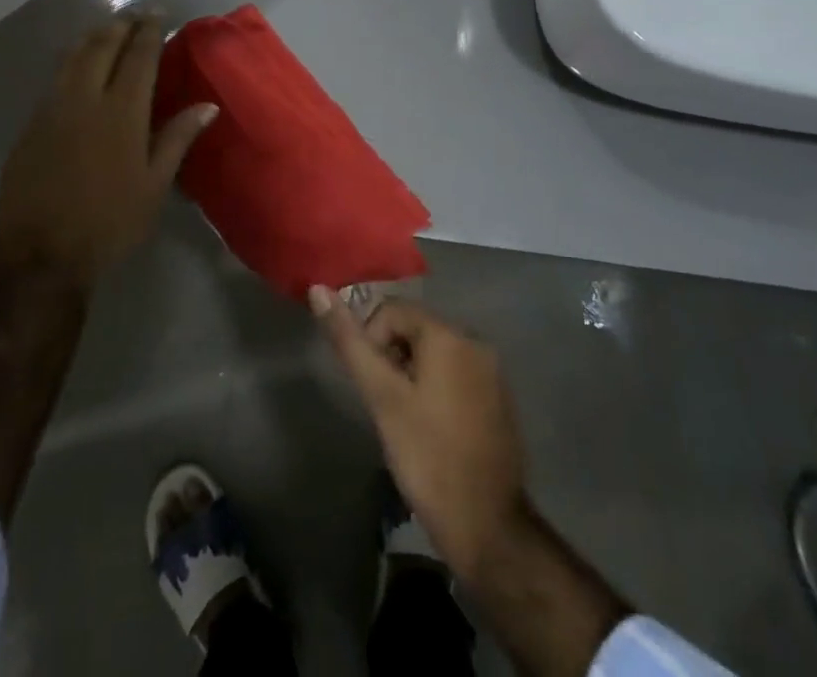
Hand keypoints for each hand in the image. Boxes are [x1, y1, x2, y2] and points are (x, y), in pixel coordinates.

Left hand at [0, 19, 216, 284]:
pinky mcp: (30, 124)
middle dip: (120, 25)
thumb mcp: (154, 185)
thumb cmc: (108, 222)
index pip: (138, 58)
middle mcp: (85, 99)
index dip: (149, 31)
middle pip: (102, 47)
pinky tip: (76, 65)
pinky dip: (71, 60)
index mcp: (122, 112)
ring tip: (107, 28)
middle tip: (134, 14)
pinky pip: (55, 78)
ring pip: (73, 57)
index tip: (157, 13)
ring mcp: (52, 109)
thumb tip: (207, 105)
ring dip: (93, 37)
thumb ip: (177, 138)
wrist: (38, 254)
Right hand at [309, 289, 523, 582]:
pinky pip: (455, 373)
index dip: (372, 342)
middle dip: (392, 357)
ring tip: (406, 419)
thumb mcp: (381, 397)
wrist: (487, 527)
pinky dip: (436, 388)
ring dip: (412, 374)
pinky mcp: (498, 398)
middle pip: (415, 328)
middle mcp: (475, 340)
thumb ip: (350, 342)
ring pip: (434, 352)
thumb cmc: (427, 457)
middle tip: (386, 405)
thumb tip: (318, 290)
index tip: (372, 387)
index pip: (392, 310)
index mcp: (448, 334)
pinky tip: (431, 428)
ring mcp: (491, 370)